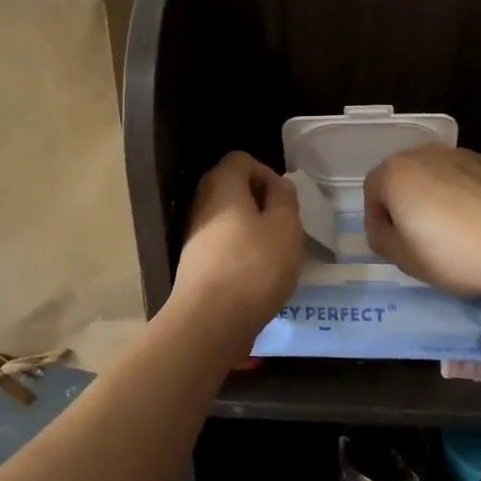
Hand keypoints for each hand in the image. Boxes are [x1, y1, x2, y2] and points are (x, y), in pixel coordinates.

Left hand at [170, 152, 302, 338]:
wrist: (211, 321)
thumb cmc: (254, 265)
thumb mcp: (285, 226)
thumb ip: (285, 198)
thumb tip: (278, 185)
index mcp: (222, 185)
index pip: (241, 159)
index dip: (266, 172)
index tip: (284, 200)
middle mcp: (202, 204)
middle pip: (232, 188)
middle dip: (261, 202)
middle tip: (284, 226)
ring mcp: (195, 236)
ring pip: (228, 219)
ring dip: (253, 230)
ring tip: (276, 254)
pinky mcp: (196, 265)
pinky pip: (223, 246)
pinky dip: (241, 253)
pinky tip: (258, 276)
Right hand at [364, 146, 480, 297]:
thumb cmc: (452, 253)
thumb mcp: (404, 259)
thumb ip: (383, 240)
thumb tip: (385, 229)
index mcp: (396, 173)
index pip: (372, 191)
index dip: (377, 220)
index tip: (391, 245)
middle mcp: (426, 154)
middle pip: (406, 177)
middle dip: (407, 203)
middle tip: (420, 237)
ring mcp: (464, 154)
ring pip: (439, 176)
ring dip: (439, 197)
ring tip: (456, 231)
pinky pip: (471, 179)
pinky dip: (470, 196)